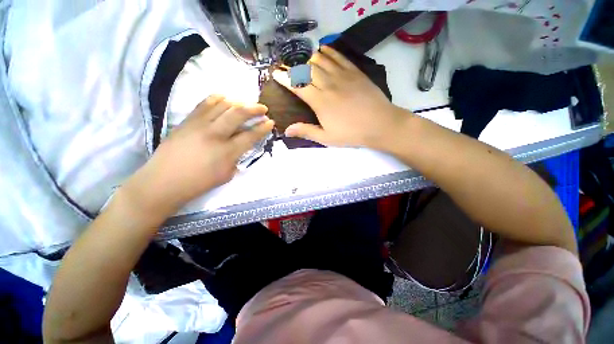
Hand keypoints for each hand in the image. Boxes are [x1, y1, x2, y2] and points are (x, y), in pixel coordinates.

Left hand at [124, 95, 273, 215]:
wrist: (163, 182)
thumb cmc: (198, 183)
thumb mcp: (226, 175)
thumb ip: (237, 158)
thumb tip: (241, 146)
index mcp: (227, 152)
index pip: (251, 136)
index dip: (263, 128)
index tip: (271, 122)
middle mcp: (215, 134)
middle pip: (238, 114)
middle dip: (254, 109)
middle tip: (263, 108)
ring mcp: (199, 125)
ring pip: (222, 105)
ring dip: (238, 102)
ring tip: (245, 103)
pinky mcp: (187, 121)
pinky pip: (204, 104)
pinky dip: (216, 98)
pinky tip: (224, 97)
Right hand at [273, 46, 406, 148]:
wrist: (379, 124)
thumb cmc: (351, 134)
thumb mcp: (327, 138)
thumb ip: (306, 132)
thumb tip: (287, 130)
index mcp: (319, 101)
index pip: (297, 84)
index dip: (284, 77)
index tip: (276, 74)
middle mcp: (328, 84)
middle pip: (306, 68)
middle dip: (294, 67)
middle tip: (289, 69)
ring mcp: (342, 75)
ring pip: (320, 59)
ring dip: (308, 59)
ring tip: (304, 64)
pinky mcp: (354, 71)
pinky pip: (338, 56)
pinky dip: (327, 52)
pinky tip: (323, 52)